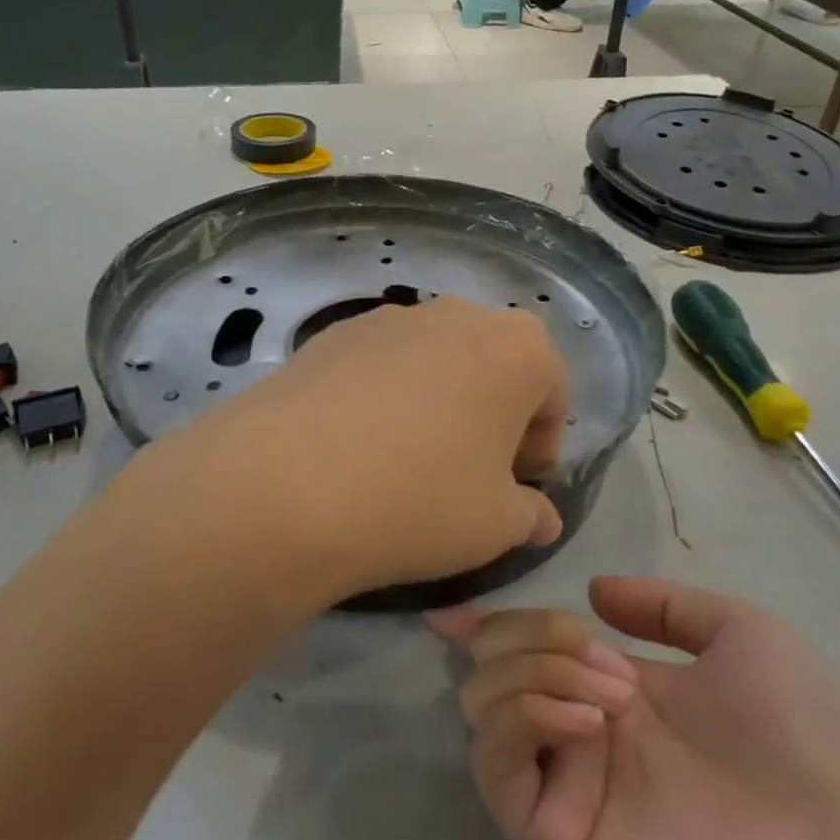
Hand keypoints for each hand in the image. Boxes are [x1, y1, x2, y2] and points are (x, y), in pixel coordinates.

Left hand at [120, 297, 567, 603]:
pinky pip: (380, 363)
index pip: (552, 392)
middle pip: (494, 365)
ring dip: (438, 400)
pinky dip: (385, 394)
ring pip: (435, 360)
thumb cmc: (420, 500)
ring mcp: (388, 317)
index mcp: (518, 348)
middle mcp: (457, 315)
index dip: (541, 444)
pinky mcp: (332, 332)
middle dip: (493, 414)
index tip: (517, 486)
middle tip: (469, 471)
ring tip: (407, 459)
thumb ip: (531, 515)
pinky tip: (357, 443)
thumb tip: (540, 518)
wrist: (287, 485)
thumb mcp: (496, 525)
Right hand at [433, 578, 839, 839]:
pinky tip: (585, 722)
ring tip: (612, 694)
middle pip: (496, 665)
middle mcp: (577, 737)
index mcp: (613, 693)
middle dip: (532, 633)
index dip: (486, 625)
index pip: (526, 652)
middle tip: (600, 655)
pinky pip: (497, 766)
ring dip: (535, 671)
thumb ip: (665, 605)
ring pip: (485, 706)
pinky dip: (524, 719)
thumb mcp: (741, 634)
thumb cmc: (803, 738)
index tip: (452, 608)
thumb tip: (593, 590)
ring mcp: (563, 788)